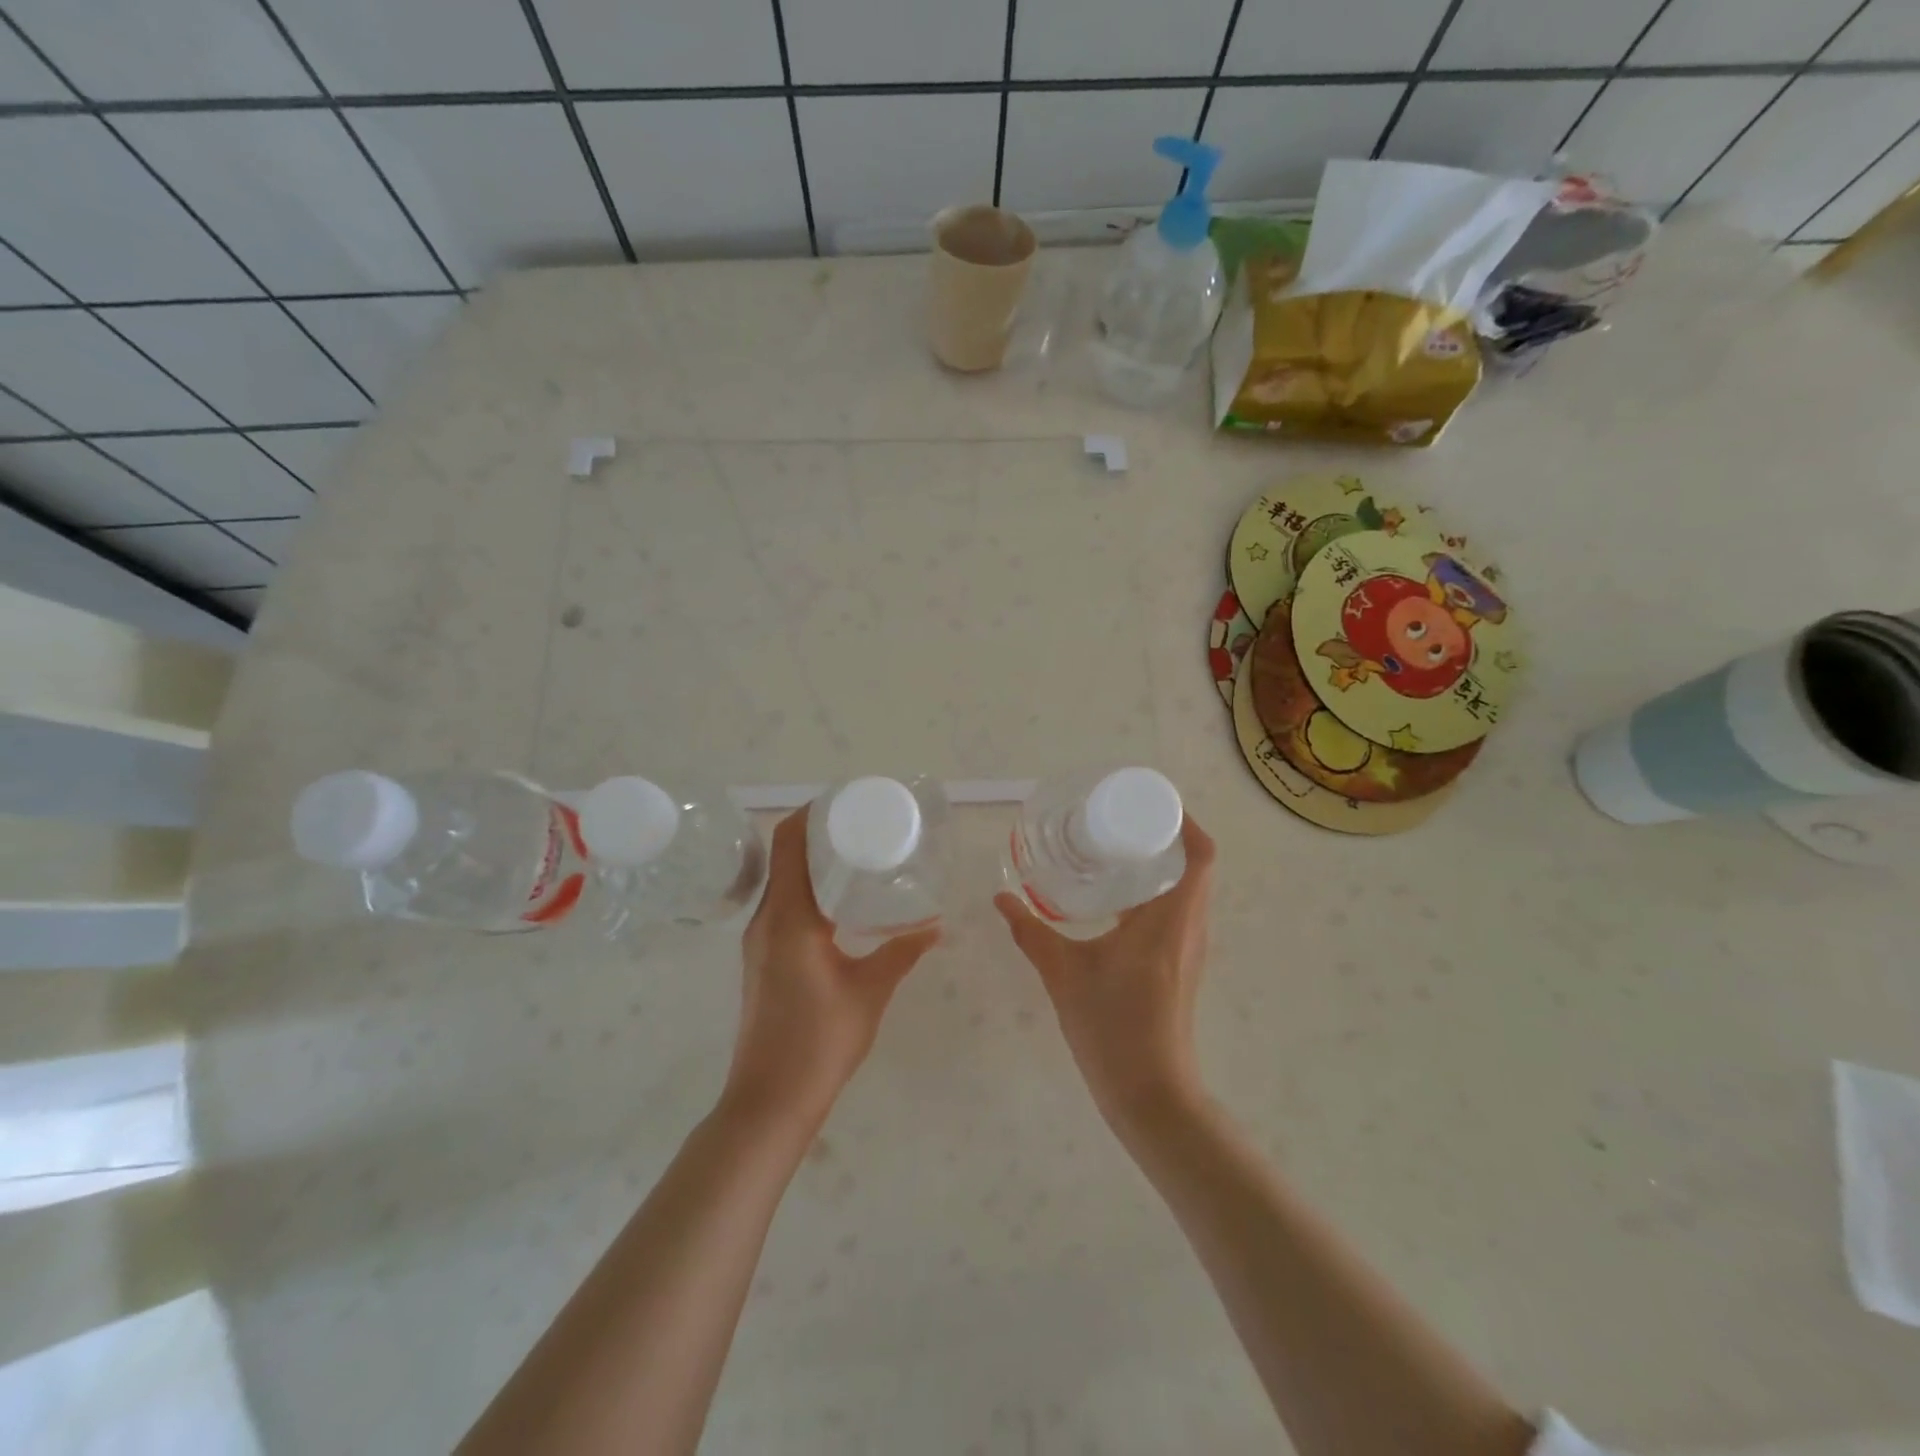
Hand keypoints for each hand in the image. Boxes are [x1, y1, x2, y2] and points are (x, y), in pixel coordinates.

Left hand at [724, 809, 938, 1132]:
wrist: (769, 1101)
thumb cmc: (821, 1043)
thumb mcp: (870, 991)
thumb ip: (902, 952)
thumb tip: (937, 926)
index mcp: (790, 918)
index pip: (788, 843)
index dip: (811, 813)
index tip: (846, 801)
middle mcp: (766, 919)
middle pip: (782, 855)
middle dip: (816, 832)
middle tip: (861, 824)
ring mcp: (758, 939)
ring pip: (780, 880)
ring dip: (809, 860)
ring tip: (854, 853)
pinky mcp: (761, 956)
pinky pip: (781, 904)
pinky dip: (805, 887)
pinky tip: (838, 899)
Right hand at [995, 816, 1215, 1129]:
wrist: (1150, 1095)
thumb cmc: (1113, 1025)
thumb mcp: (1063, 973)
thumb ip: (1030, 932)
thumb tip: (1000, 898)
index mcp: (1172, 919)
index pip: (1202, 855)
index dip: (1185, 822)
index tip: (1151, 806)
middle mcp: (1190, 928)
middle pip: (1195, 868)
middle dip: (1163, 840)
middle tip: (1119, 825)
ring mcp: (1189, 951)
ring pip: (1187, 893)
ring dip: (1159, 869)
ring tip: (1113, 855)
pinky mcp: (1181, 969)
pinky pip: (1176, 916)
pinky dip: (1154, 897)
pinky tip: (1113, 904)